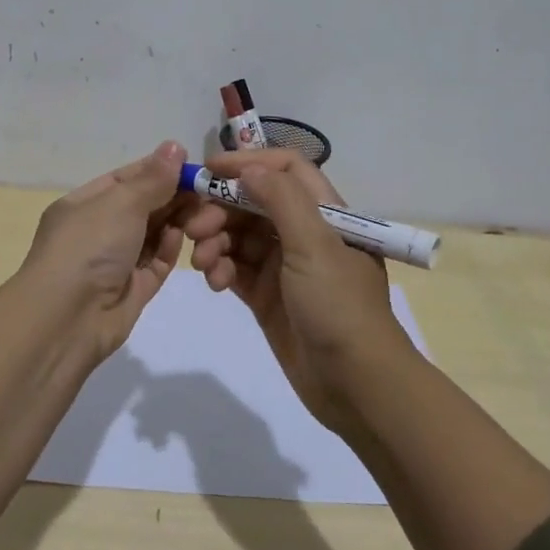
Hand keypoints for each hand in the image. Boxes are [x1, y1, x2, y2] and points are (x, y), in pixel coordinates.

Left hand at [19, 141, 189, 357]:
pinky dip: (169, 249)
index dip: (157, 170)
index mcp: (83, 204)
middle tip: (205, 189)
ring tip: (202, 212)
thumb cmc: (87, 247)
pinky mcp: (132, 290)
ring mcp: (114, 262)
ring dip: (175, 221)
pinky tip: (183, 237)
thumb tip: (174, 147)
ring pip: (152, 234)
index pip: (125, 179)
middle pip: (142, 206)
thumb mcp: (120, 203)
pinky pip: (155, 263)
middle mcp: (97, 231)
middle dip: (172, 196)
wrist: (66, 320)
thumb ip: (153, 178)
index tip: (190, 165)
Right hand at [182, 149, 418, 430]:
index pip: (286, 169)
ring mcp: (284, 266)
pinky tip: (214, 283)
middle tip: (194, 228)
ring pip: (239, 236)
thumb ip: (281, 200)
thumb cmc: (339, 306)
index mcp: (325, 213)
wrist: (355, 385)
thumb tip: (248, 168)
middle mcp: (304, 233)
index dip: (248, 163)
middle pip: (254, 203)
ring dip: (216, 242)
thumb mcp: (315, 246)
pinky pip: (236, 269)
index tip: (209, 171)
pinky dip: (221, 270)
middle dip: (221, 209)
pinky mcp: (268, 296)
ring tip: (204, 263)